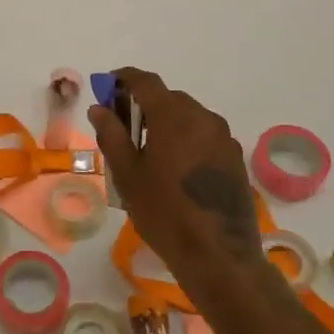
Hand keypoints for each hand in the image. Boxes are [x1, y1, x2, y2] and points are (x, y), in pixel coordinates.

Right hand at [89, 67, 263, 267]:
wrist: (218, 254)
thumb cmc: (164, 212)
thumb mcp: (127, 174)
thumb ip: (111, 135)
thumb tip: (99, 108)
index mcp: (174, 116)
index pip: (146, 82)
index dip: (124, 79)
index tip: (106, 87)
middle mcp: (203, 118)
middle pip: (168, 99)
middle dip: (143, 104)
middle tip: (121, 127)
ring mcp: (223, 138)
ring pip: (188, 117)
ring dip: (165, 123)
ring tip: (146, 151)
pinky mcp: (234, 158)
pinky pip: (203, 136)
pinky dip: (184, 139)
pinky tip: (173, 168)